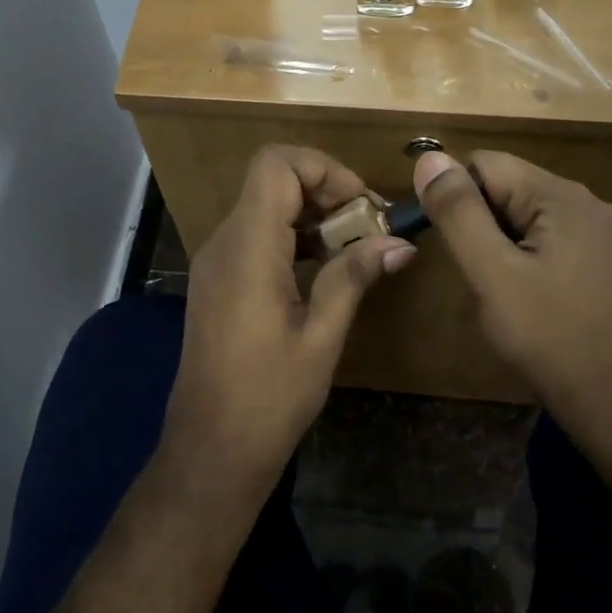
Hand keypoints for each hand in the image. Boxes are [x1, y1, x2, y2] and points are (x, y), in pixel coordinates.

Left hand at [168, 146, 415, 481]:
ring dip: (312, 214)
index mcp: (247, 249)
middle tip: (369, 228)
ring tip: (356, 247)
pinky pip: (256, 235)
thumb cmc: (269, 398)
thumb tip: (400, 243)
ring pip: (265, 206)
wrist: (211, 448)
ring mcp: (216, 261)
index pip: (276, 164)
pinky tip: (326, 267)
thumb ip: (354, 277)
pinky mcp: (218, 281)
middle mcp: (224, 243)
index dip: (324, 169)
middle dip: (326, 190)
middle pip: (272, 180)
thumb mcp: (321, 337)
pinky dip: (293, 237)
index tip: (362, 207)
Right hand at [411, 149, 611, 442]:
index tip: (444, 242)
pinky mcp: (611, 264)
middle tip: (476, 276)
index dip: (454, 196)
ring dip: (503, 245)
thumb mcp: (492, 274)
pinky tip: (532, 301)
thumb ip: (459, 213)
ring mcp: (606, 235)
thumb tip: (429, 157)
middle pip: (510, 188)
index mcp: (561, 196)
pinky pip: (555, 242)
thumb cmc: (549, 337)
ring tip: (501, 293)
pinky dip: (530, 260)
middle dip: (480, 223)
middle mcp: (590, 203)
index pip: (485, 164)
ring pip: (530, 218)